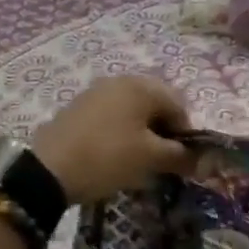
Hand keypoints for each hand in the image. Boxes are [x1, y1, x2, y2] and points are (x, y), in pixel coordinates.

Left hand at [31, 76, 196, 204]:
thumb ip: (180, 155)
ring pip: (133, 108)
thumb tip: (200, 158)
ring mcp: (97, 90)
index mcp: (143, 86)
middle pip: (156, 103)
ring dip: (142, 130)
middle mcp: (121, 80)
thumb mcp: (150, 159)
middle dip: (163, 130)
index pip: (179, 106)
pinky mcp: (80, 105)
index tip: (180, 161)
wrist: (48, 169)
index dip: (185, 134)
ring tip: (137, 158)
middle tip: (160, 160)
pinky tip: (114, 152)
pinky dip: (121, 130)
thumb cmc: (108, 157)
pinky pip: (112, 113)